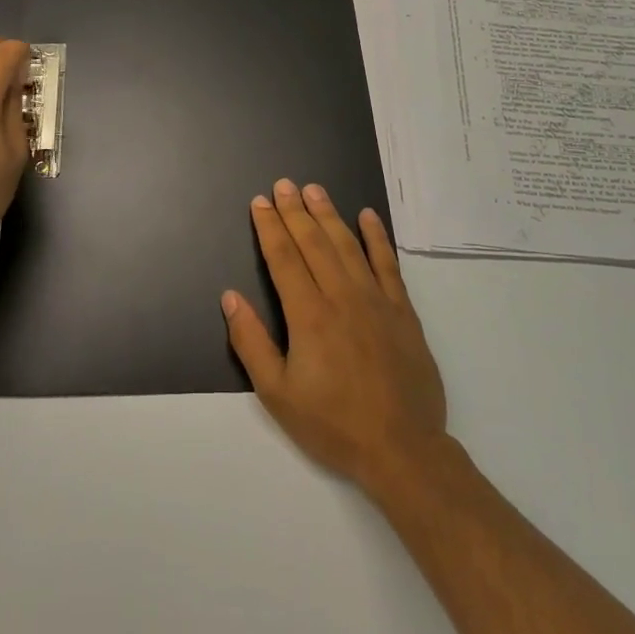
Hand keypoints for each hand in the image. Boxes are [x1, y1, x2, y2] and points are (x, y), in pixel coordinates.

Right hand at [222, 180, 450, 498]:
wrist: (403, 449)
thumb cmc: (333, 424)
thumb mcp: (277, 394)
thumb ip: (251, 342)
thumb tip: (230, 298)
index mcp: (309, 315)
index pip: (284, 258)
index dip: (269, 227)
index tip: (259, 202)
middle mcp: (342, 297)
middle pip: (314, 243)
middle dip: (295, 211)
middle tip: (283, 184)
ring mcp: (377, 301)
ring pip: (348, 245)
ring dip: (329, 215)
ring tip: (315, 190)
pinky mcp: (403, 311)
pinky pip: (388, 264)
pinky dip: (377, 238)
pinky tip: (368, 217)